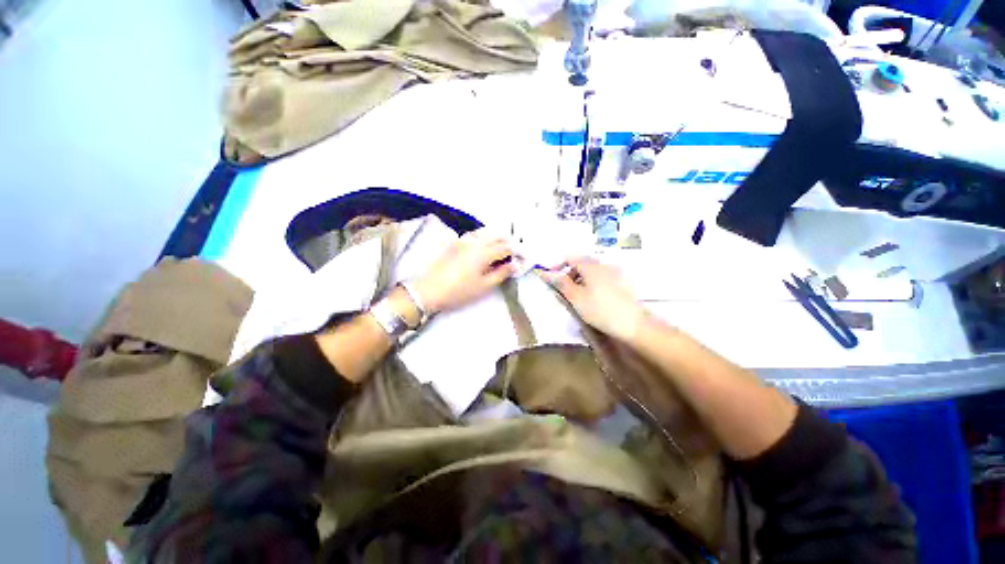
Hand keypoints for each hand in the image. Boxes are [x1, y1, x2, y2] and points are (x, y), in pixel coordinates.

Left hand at [412, 229, 518, 314]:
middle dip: (510, 243)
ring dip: (497, 238)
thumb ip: (502, 273)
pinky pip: (475, 234)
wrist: (429, 290)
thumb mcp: (484, 286)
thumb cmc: (459, 291)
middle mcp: (475, 241)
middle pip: (498, 236)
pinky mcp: (455, 242)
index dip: (518, 252)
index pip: (507, 247)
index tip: (524, 259)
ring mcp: (463, 239)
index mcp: (484, 252)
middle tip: (515, 255)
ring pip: (486, 232)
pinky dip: (485, 237)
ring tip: (502, 250)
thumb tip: (515, 265)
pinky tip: (485, 246)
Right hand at [542, 257, 646, 340]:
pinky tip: (592, 299)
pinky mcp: (621, 282)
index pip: (569, 257)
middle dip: (569, 274)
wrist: (634, 324)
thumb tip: (545, 272)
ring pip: (591, 271)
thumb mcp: (576, 297)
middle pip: (581, 263)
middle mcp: (603, 264)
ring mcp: (614, 273)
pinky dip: (591, 283)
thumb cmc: (600, 310)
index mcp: (591, 265)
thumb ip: (560, 283)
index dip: (557, 266)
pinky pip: (601, 277)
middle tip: (563, 291)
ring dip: (580, 279)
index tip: (551, 280)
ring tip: (577, 297)